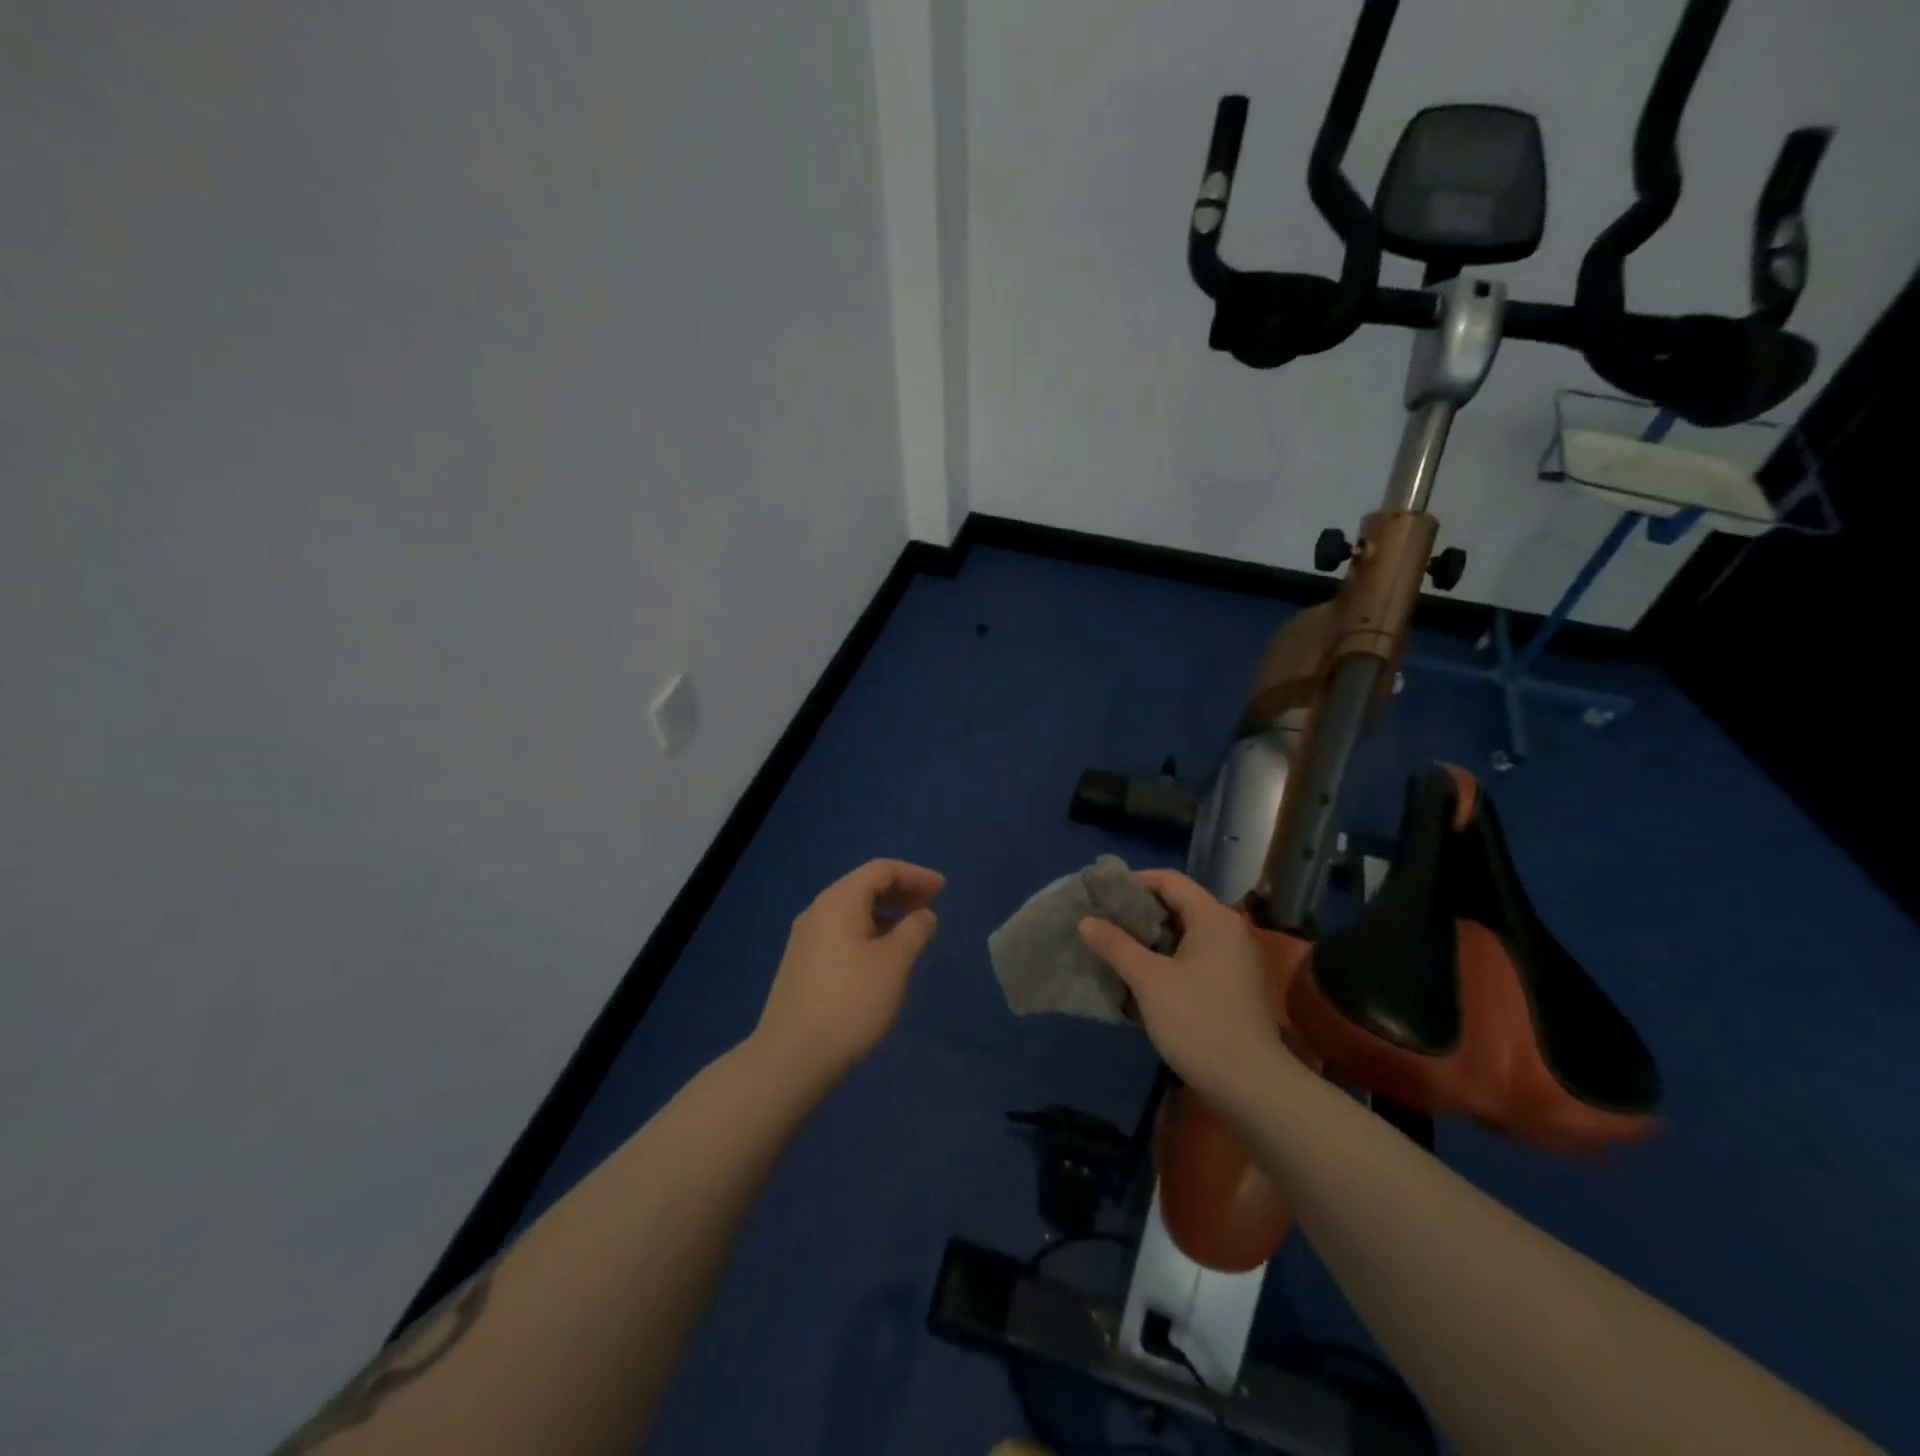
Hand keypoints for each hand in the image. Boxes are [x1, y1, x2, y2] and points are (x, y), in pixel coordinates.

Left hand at [754, 859, 944, 1084]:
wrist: (792, 1057)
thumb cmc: (851, 1001)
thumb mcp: (894, 963)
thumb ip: (915, 930)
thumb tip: (923, 914)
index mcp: (839, 901)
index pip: (881, 870)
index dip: (915, 875)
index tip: (943, 889)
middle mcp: (818, 911)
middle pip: (864, 886)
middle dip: (901, 891)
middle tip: (931, 906)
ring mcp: (806, 939)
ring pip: (852, 911)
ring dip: (886, 914)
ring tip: (913, 932)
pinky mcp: (803, 965)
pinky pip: (842, 932)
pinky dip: (869, 932)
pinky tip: (883, 956)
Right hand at [1078, 869, 1282, 1104]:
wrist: (1252, 1085)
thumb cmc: (1198, 1022)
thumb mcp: (1149, 981)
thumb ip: (1116, 945)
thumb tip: (1086, 921)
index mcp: (1213, 917)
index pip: (1169, 880)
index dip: (1133, 881)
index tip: (1101, 895)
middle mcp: (1228, 929)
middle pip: (1178, 904)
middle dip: (1139, 911)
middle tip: (1103, 921)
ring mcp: (1234, 958)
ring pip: (1185, 932)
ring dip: (1150, 937)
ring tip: (1114, 946)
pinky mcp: (1233, 984)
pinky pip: (1194, 955)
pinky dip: (1167, 957)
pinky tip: (1141, 974)